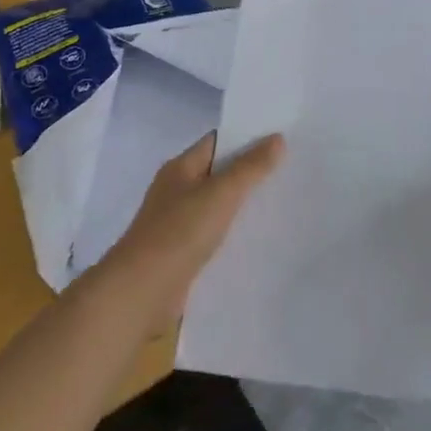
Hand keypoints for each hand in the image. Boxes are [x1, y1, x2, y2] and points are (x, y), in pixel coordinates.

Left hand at [105, 131, 284, 322]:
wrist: (142, 292)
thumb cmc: (179, 232)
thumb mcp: (221, 193)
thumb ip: (250, 167)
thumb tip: (277, 138)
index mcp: (180, 168)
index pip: (217, 142)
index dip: (247, 138)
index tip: (280, 139)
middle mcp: (176, 190)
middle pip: (218, 172)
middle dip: (249, 172)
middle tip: (288, 170)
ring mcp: (176, 222)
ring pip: (216, 204)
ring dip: (241, 204)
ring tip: (279, 202)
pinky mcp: (180, 252)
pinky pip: (212, 233)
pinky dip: (231, 232)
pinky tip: (255, 238)